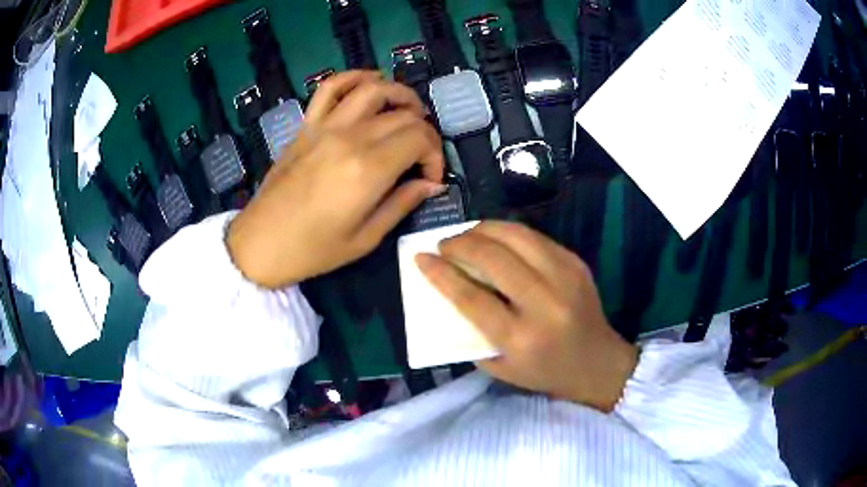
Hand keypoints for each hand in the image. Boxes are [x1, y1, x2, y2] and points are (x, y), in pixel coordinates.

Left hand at [227, 71, 445, 287]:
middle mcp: (350, 138)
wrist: (260, 244)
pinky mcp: (307, 126)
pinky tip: (370, 84)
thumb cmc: (313, 250)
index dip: (435, 155)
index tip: (431, 178)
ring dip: (400, 94)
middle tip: (422, 156)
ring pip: (373, 89)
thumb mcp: (366, 238)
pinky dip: (354, 77)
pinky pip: (330, 87)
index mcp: (368, 170)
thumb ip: (402, 204)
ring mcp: (325, 127)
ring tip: (410, 112)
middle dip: (424, 132)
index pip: (420, 139)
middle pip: (404, 115)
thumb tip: (432, 183)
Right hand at [416, 222, 636, 411]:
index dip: (441, 274)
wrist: (598, 362)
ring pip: (515, 236)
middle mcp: (544, 303)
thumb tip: (449, 290)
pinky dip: (507, 232)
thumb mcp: (500, 367)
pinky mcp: (576, 262)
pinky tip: (495, 238)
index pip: (471, 297)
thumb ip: (472, 332)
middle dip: (460, 243)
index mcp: (521, 338)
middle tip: (444, 245)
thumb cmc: (544, 372)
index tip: (421, 257)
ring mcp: (565, 277)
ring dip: (483, 229)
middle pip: (493, 258)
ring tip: (467, 236)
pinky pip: (534, 237)